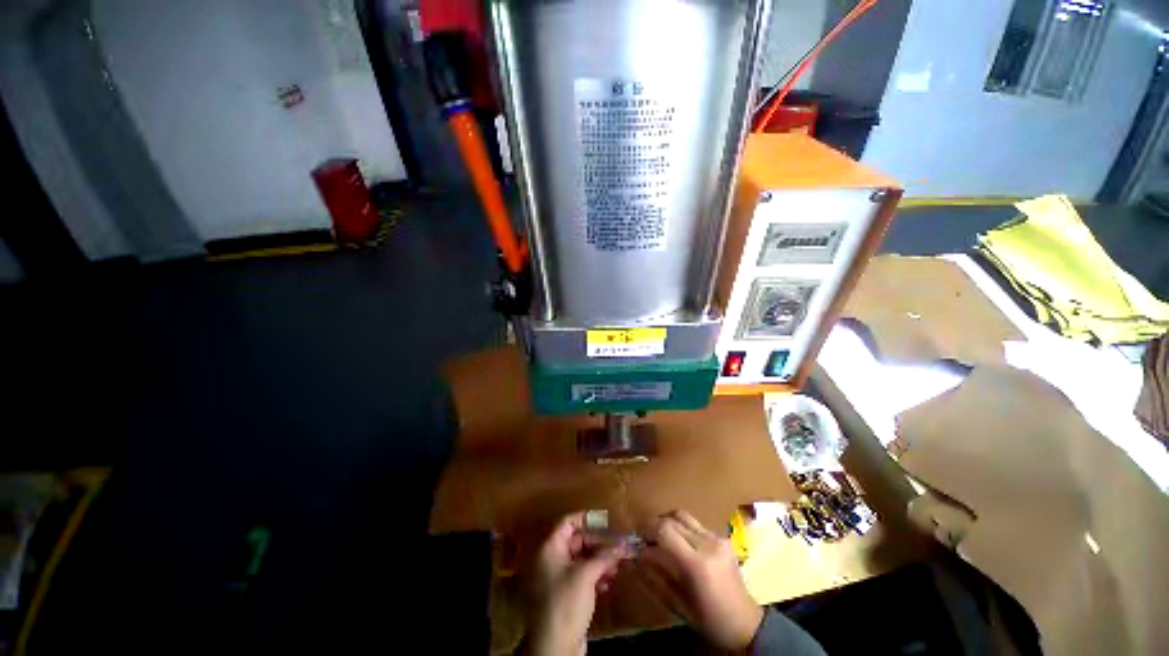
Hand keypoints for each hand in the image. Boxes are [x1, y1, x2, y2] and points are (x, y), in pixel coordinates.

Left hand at [521, 512, 628, 655]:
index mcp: (550, 547)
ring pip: (580, 560)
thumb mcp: (586, 574)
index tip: (605, 519)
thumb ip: (604, 555)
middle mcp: (550, 558)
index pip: (568, 522)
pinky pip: (579, 576)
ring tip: (616, 565)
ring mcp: (555, 577)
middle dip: (597, 543)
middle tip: (617, 544)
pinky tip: (607, 582)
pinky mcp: (562, 594)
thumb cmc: (566, 601)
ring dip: (598, 560)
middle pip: (576, 541)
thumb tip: (623, 544)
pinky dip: (593, 575)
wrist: (554, 645)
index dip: (586, 518)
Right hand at [641, 511, 763, 651]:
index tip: (638, 540)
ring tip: (661, 537)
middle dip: (655, 525)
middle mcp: (708, 544)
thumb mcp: (677, 604)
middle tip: (646, 539)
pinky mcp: (722, 537)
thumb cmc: (709, 620)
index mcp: (697, 564)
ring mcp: (717, 538)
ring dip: (668, 522)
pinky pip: (695, 524)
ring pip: (683, 515)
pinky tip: (680, 543)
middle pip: (672, 519)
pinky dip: (681, 528)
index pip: (665, 530)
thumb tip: (634, 555)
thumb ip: (654, 576)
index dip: (648, 530)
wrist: (746, 624)